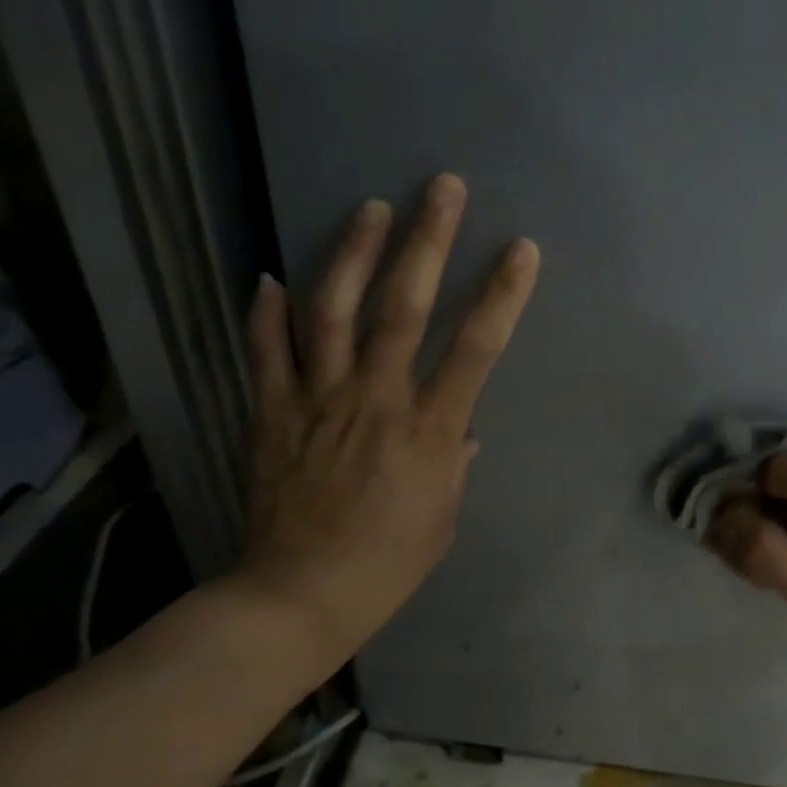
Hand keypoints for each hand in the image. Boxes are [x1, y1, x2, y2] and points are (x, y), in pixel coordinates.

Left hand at [234, 174, 539, 664]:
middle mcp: (375, 401)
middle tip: (441, 188)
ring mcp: (318, 402)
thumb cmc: (388, 563)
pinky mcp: (273, 414)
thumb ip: (455, 460)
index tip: (520, 249)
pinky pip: (267, 354)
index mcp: (428, 430)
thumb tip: (462, 427)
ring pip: (332, 314)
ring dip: (353, 255)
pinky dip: (266, 314)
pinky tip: (269, 277)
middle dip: (427, 244)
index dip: (501, 295)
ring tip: (370, 209)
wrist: (298, 598)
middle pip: (402, 309)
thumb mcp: (444, 516)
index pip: (474, 349)